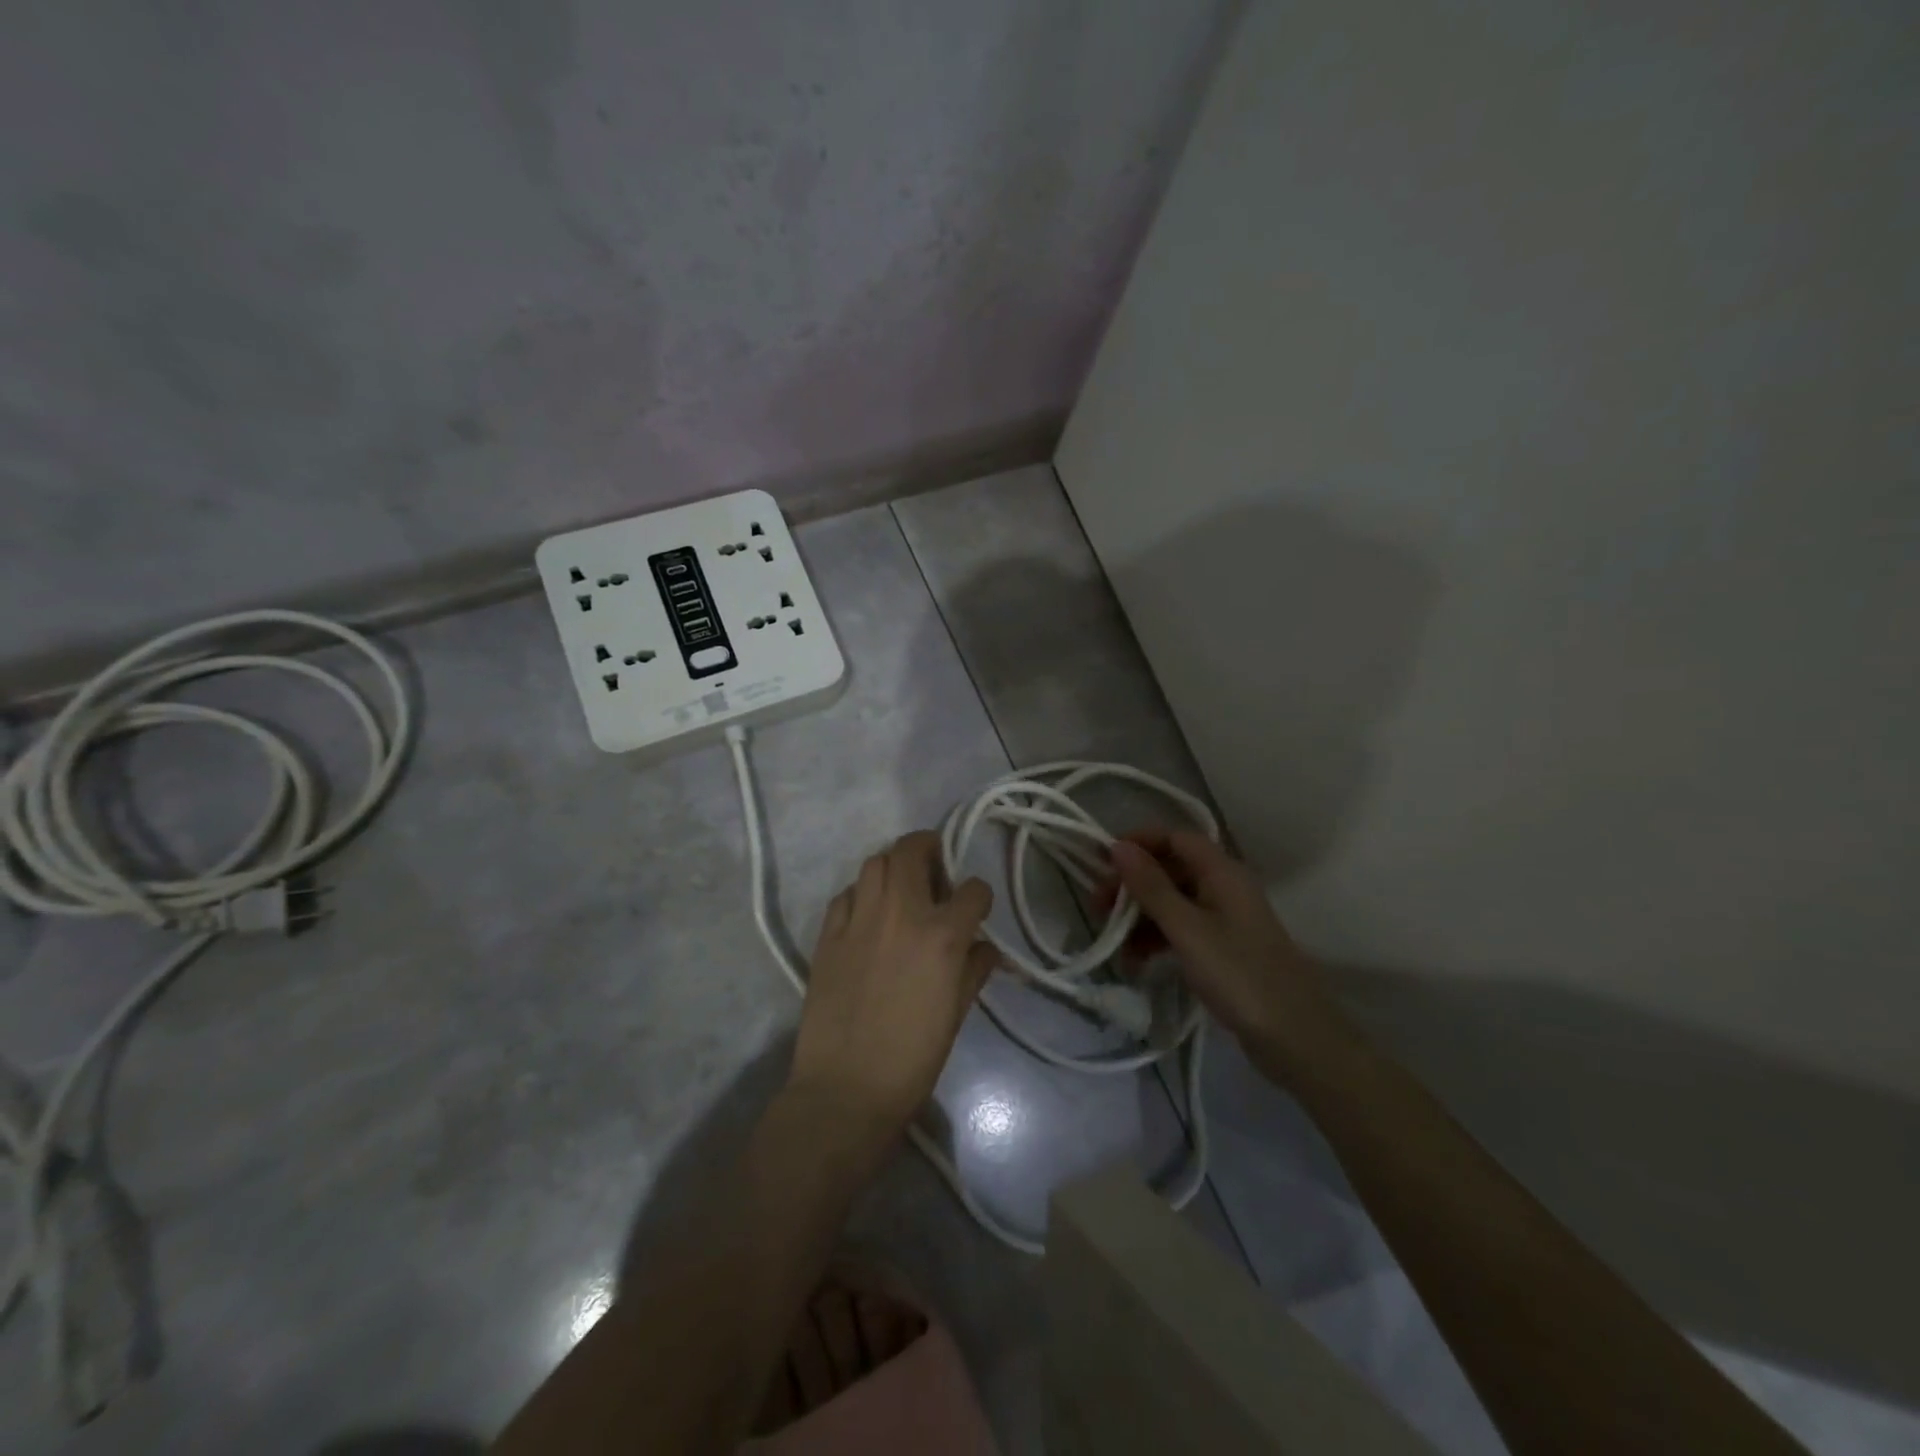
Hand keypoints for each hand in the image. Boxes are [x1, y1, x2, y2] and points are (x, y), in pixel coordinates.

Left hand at [790, 830, 995, 1139]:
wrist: (846, 1088)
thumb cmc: (913, 1058)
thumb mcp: (956, 1014)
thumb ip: (974, 970)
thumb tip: (985, 948)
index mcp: (942, 935)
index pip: (973, 890)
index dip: (979, 897)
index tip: (975, 910)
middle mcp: (901, 912)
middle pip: (912, 849)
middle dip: (929, 848)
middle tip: (934, 870)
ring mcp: (860, 919)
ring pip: (875, 862)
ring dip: (893, 867)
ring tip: (899, 890)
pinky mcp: (828, 934)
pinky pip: (846, 894)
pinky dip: (861, 895)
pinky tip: (866, 917)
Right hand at [1108, 830, 1356, 1084]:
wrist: (1295, 1038)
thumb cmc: (1239, 975)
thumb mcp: (1187, 929)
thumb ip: (1151, 887)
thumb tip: (1118, 846)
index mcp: (1222, 872)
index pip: (1175, 838)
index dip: (1139, 843)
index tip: (1102, 862)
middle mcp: (1224, 887)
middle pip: (1171, 869)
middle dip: (1133, 884)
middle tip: (1098, 908)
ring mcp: (1225, 919)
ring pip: (1173, 902)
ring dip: (1140, 915)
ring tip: (1113, 942)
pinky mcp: (1223, 949)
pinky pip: (1182, 929)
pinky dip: (1157, 938)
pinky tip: (1136, 960)